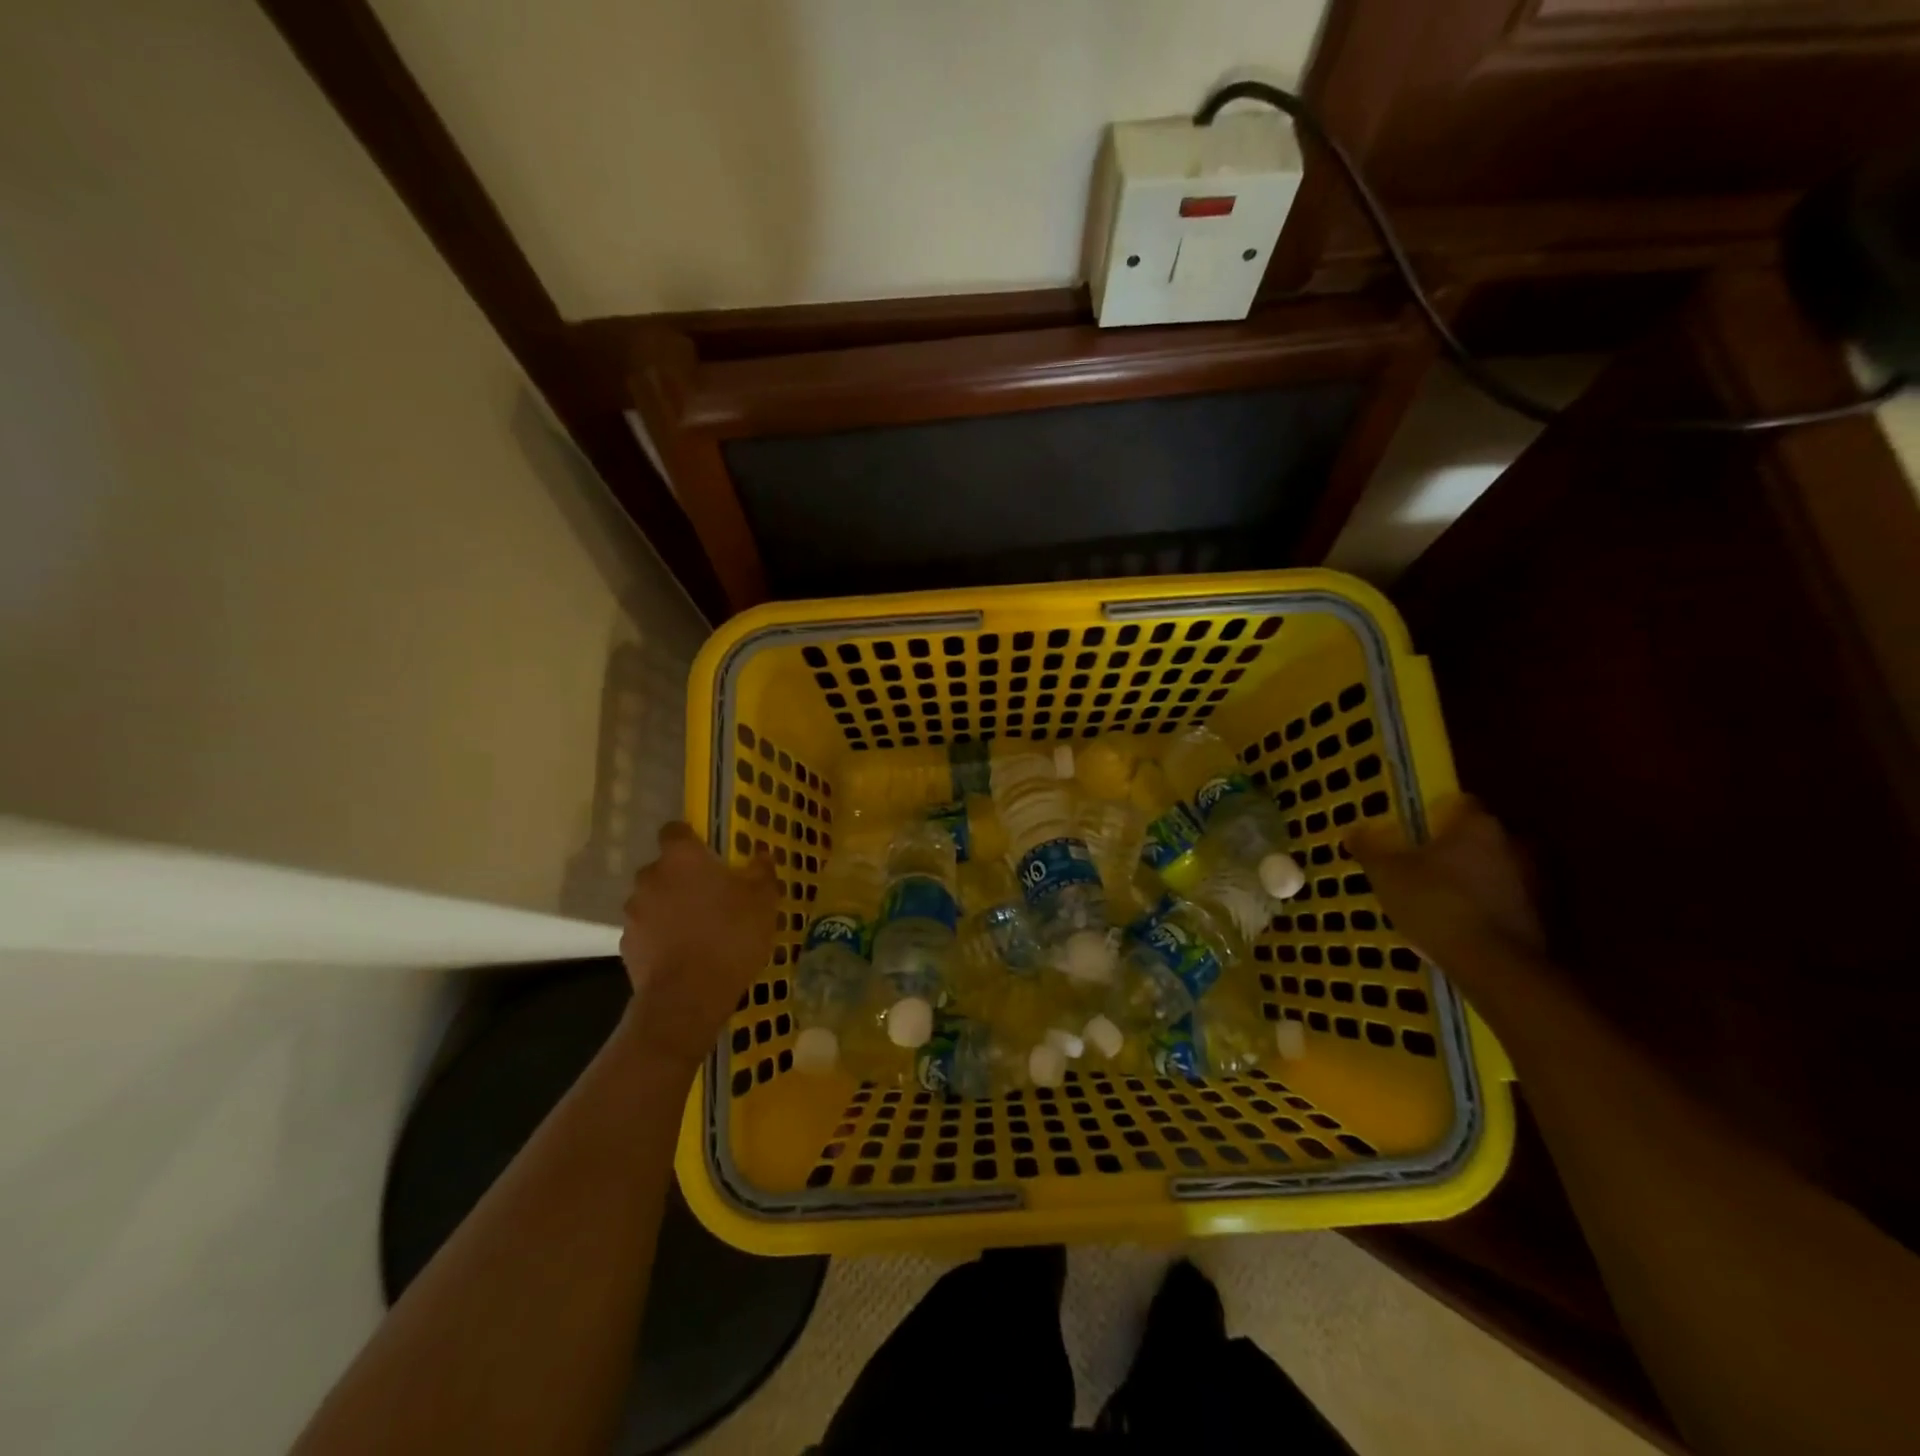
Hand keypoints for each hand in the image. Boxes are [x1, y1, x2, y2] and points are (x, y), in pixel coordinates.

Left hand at [618, 823, 778, 1073]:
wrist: (688, 996)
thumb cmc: (730, 935)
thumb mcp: (763, 900)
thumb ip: (761, 871)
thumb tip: (761, 854)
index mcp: (682, 858)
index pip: (675, 830)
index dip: (691, 839)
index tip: (709, 854)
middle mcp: (651, 877)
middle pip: (664, 868)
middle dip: (683, 877)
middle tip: (711, 895)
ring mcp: (634, 912)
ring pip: (654, 900)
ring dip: (671, 907)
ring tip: (698, 929)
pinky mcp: (627, 945)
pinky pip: (647, 931)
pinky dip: (661, 936)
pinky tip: (684, 954)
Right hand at [1348, 796, 1544, 980]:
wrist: (1494, 966)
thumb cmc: (1435, 904)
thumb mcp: (1386, 874)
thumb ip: (1369, 849)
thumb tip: (1352, 830)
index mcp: (1478, 825)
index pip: (1458, 804)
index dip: (1432, 815)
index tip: (1411, 832)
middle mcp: (1513, 843)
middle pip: (1477, 837)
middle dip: (1451, 849)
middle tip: (1420, 866)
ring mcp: (1533, 880)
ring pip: (1492, 869)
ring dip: (1470, 878)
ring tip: (1437, 899)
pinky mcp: (1539, 915)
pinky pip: (1503, 898)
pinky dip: (1483, 905)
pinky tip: (1458, 923)